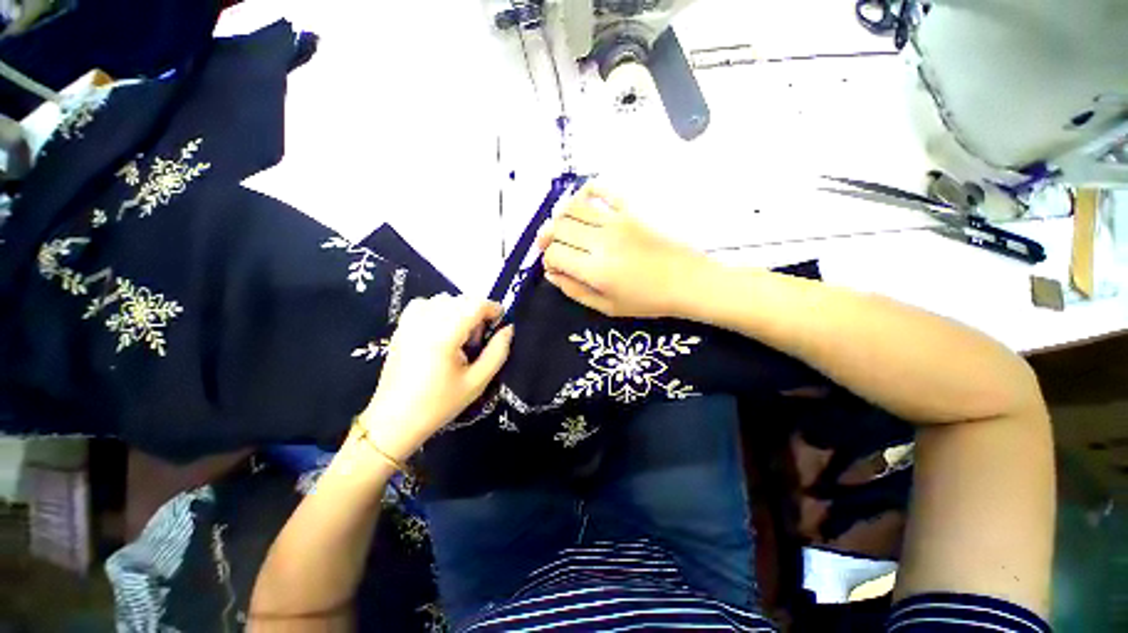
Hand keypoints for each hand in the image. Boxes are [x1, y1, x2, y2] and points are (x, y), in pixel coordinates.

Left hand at [358, 295, 512, 461]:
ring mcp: (409, 323)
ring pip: (443, 299)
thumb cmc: (439, 404)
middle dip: (478, 312)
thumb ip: (497, 352)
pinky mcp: (401, 327)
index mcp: (444, 335)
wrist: (394, 421)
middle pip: (461, 299)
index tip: (500, 324)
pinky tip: (441, 329)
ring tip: (460, 336)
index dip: (493, 309)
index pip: (474, 304)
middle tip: (479, 339)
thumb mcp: (477, 382)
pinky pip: (424, 304)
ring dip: (459, 310)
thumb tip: (508, 329)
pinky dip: (438, 309)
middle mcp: (425, 322)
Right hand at [536, 186, 707, 317]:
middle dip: (549, 238)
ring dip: (561, 217)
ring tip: (565, 228)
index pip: (554, 254)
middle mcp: (601, 241)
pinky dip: (586, 191)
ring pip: (573, 208)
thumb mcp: (607, 307)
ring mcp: (617, 221)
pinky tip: (584, 201)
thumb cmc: (647, 300)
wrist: (688, 281)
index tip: (556, 267)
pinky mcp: (631, 209)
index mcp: (595, 270)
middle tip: (554, 247)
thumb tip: (551, 274)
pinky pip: (602, 190)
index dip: (548, 261)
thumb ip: (575, 291)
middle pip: (558, 228)